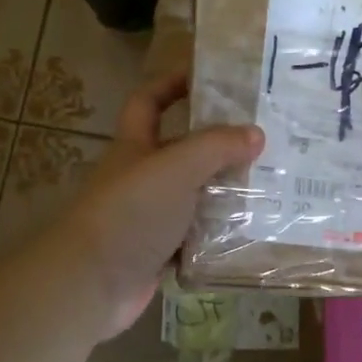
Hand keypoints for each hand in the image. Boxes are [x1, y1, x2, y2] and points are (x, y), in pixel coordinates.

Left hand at [54, 72, 262, 337]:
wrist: (90, 284)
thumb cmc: (130, 212)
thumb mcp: (177, 168)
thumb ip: (217, 147)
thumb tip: (256, 133)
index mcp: (135, 147)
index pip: (148, 102)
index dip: (172, 84)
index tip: (209, 78)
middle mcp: (141, 178)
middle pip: (181, 151)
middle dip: (218, 145)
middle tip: (264, 140)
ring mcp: (148, 218)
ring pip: (193, 197)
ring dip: (225, 193)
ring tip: (272, 186)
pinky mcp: (158, 254)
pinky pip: (196, 237)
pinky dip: (218, 235)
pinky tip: (252, 231)